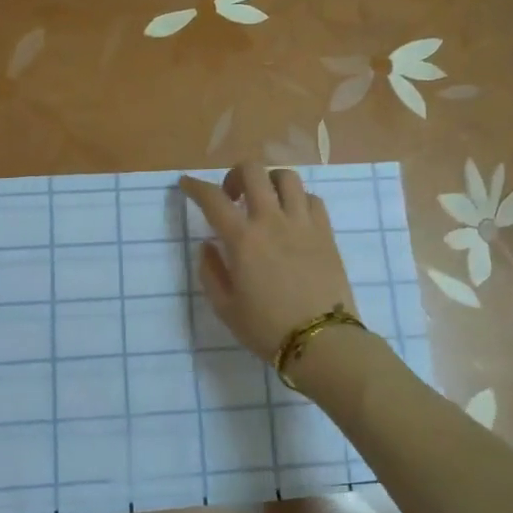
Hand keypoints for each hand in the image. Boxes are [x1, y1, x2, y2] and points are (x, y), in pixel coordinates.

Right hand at [179, 161, 356, 362]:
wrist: (321, 340)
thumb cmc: (267, 328)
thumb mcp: (225, 307)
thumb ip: (211, 272)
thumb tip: (207, 245)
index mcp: (242, 239)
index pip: (212, 199)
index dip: (195, 186)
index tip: (186, 184)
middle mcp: (272, 221)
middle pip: (253, 171)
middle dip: (235, 175)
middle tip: (231, 196)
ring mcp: (303, 223)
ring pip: (286, 177)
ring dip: (269, 181)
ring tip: (265, 201)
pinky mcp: (326, 232)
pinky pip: (312, 198)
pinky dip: (297, 199)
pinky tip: (292, 216)